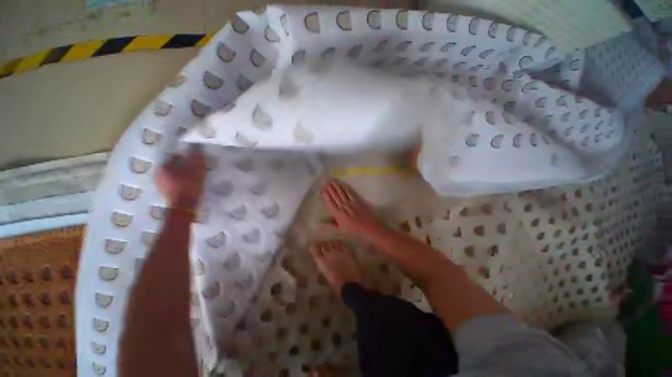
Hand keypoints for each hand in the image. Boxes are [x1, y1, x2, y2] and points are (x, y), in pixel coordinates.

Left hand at [154, 148, 206, 209]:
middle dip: (183, 166)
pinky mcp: (164, 193)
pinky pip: (173, 183)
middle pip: (173, 165)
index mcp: (163, 165)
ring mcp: (159, 184)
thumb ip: (196, 156)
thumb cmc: (189, 185)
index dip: (186, 157)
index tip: (195, 160)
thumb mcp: (197, 168)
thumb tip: (195, 146)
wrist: (184, 206)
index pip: (175, 156)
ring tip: (193, 177)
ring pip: (173, 175)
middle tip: (195, 168)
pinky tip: (189, 185)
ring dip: (182, 174)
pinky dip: (180, 182)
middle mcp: (157, 173)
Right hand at [321, 178, 386, 239]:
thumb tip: (320, 222)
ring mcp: (350, 202)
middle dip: (330, 188)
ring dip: (336, 186)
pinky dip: (345, 187)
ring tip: (332, 180)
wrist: (369, 228)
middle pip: (335, 195)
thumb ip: (331, 224)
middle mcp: (343, 206)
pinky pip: (350, 192)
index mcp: (338, 214)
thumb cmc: (355, 231)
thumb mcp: (341, 230)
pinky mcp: (357, 200)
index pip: (330, 203)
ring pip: (341, 192)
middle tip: (325, 181)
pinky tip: (342, 184)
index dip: (326, 195)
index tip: (322, 190)